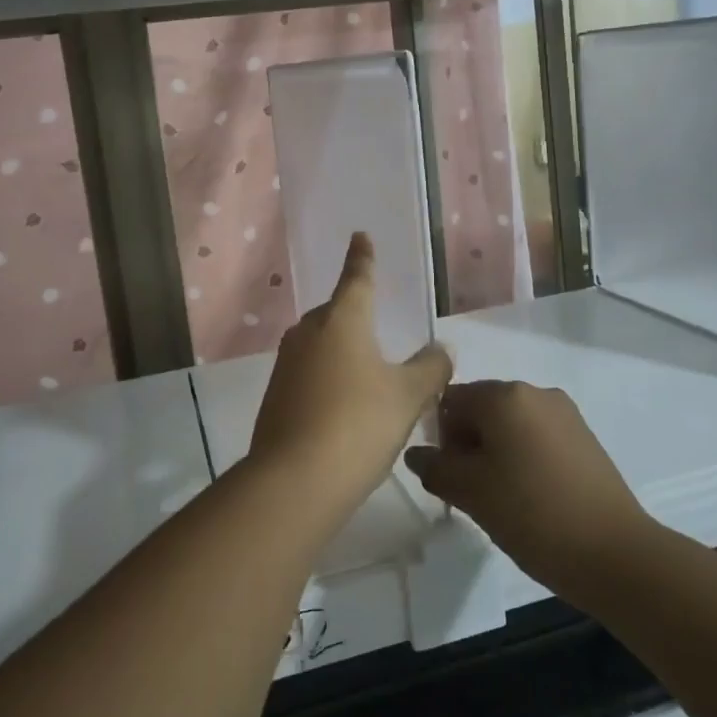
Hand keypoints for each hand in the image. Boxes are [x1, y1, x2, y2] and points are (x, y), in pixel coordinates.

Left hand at [247, 233, 452, 530]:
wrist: (295, 480)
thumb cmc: (359, 423)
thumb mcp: (408, 396)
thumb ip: (430, 368)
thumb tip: (442, 349)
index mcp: (343, 320)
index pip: (357, 278)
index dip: (362, 258)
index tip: (360, 236)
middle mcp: (309, 332)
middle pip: (335, 312)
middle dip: (354, 314)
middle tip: (376, 324)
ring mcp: (286, 364)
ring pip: (319, 344)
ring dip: (340, 350)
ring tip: (365, 372)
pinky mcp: (274, 395)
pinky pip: (307, 373)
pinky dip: (326, 379)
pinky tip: (341, 406)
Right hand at [404, 380, 648, 604]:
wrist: (616, 555)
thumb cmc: (533, 515)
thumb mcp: (470, 493)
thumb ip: (435, 467)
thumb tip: (417, 454)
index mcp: (504, 396)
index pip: (451, 400)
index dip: (439, 436)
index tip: (448, 475)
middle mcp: (535, 392)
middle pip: (481, 408)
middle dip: (467, 443)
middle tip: (470, 491)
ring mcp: (565, 414)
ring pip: (510, 425)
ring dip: (494, 452)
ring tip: (500, 498)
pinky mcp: (584, 438)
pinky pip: (537, 437)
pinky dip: (523, 458)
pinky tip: (529, 497)